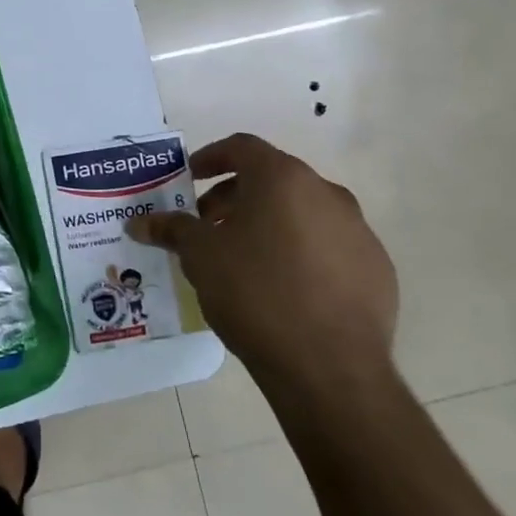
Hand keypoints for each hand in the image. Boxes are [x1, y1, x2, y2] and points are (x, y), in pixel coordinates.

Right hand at [126, 134, 396, 393]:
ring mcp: (358, 232)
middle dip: (235, 197)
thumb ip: (171, 229)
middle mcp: (326, 194)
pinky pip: (329, 247)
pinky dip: (301, 253)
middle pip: (273, 180)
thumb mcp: (200, 256)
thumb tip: (139, 222)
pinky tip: (282, 288)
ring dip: (269, 224)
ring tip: (242, 259)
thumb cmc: (255, 292)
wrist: (330, 367)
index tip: (190, 178)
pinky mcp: (376, 270)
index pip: (242, 147)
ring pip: (303, 213)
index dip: (210, 157)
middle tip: (207, 225)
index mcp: (283, 179)